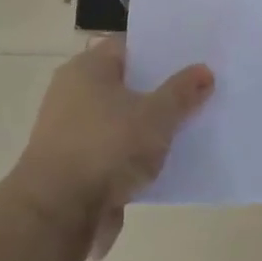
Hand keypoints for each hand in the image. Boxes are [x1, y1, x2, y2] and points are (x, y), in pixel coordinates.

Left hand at [13, 36, 213, 260]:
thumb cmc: (106, 148)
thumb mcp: (156, 116)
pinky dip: (134, 155)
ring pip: (121, 119)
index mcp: (88, 68)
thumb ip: (182, 92)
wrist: (57, 214)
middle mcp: (73, 92)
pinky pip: (114, 150)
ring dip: (148, 126)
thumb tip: (204, 71)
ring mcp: (71, 131)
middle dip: (160, 90)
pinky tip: (164, 162)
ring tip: (189, 127)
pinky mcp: (74, 165)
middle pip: (126, 83)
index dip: (161, 52)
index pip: (129, 47)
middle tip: (199, 91)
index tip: (193, 59)